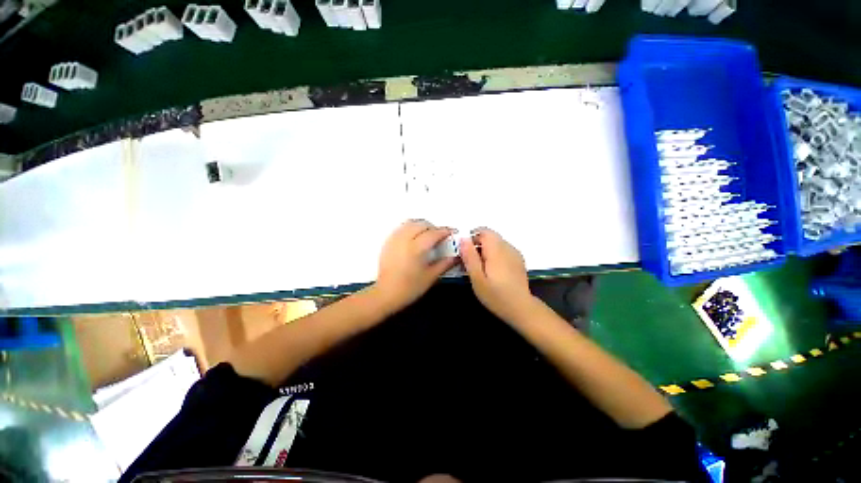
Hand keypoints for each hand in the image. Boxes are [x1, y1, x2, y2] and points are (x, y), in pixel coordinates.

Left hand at [373, 220, 457, 312]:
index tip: (453, 232)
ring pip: (410, 223)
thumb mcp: (430, 277)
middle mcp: (404, 239)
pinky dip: (410, 228)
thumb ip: (445, 264)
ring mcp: (394, 239)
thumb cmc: (409, 288)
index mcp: (416, 248)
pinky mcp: (388, 242)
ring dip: (421, 225)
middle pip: (422, 224)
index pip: (434, 233)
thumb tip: (457, 256)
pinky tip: (414, 238)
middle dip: (433, 227)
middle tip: (440, 236)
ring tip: (427, 234)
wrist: (385, 294)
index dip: (445, 231)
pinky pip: (401, 228)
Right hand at [459, 228, 538, 323]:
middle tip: (472, 263)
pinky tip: (494, 271)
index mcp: (496, 250)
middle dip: (478, 244)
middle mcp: (507, 247)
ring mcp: (514, 253)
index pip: (483, 231)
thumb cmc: (496, 295)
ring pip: (496, 242)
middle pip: (490, 236)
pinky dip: (495, 254)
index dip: (472, 238)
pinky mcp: (518, 259)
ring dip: (486, 249)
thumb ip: (470, 257)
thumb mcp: (477, 279)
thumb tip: (463, 239)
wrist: (521, 308)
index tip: (466, 252)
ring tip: (482, 269)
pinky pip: (503, 249)